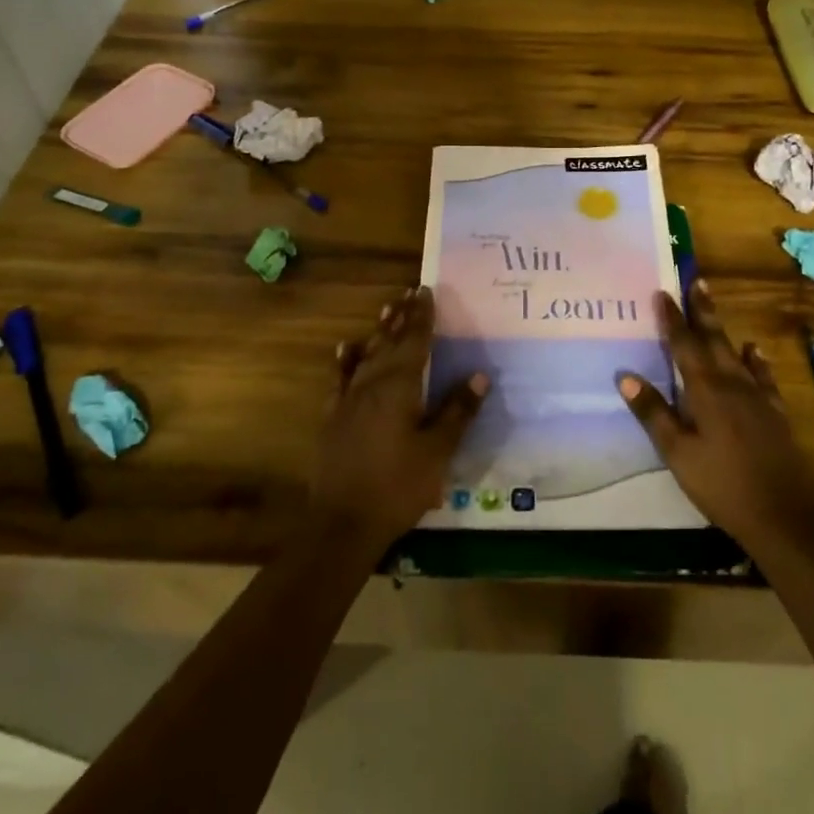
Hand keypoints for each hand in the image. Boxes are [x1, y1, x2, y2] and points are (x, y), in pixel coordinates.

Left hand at [310, 286, 486, 556]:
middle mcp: (372, 383)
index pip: (414, 342)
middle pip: (390, 342)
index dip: (422, 316)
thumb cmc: (398, 485)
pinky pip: (341, 377)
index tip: (427, 291)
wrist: (343, 522)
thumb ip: (457, 411)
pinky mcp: (334, 416)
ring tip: (388, 309)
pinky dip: (347, 359)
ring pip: (367, 354)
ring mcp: (349, 399)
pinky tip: (347, 348)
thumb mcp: (438, 451)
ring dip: (379, 331)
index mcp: (399, 387)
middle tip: (410, 292)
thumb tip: (479, 375)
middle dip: (402, 317)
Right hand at [617, 279, 813, 559]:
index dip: (672, 319)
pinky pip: (762, 375)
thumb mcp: (678, 453)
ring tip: (713, 306)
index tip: (662, 292)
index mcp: (706, 390)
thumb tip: (625, 376)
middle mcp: (732, 383)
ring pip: (735, 352)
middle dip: (702, 310)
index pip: (684, 346)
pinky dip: (755, 360)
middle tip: (696, 280)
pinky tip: (753, 351)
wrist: (784, 513)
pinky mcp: (774, 412)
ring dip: (722, 327)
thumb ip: (654, 413)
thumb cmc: (722, 484)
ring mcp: (757, 396)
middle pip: (713, 339)